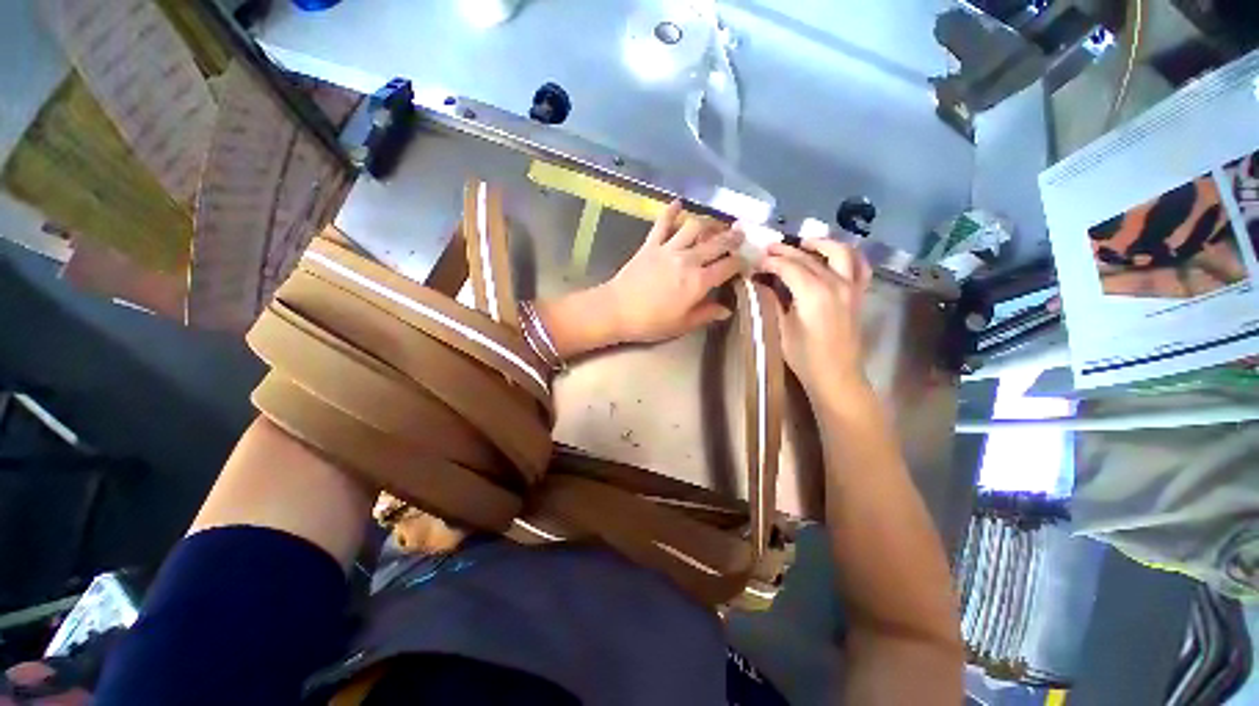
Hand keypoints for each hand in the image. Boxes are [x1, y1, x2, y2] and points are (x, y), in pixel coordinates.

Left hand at [605, 200, 743, 343]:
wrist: (617, 310)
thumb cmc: (651, 322)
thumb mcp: (683, 325)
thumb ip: (706, 314)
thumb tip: (726, 309)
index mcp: (699, 282)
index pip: (728, 266)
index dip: (741, 262)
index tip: (746, 261)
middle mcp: (688, 260)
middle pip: (717, 243)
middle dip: (732, 237)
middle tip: (740, 233)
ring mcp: (668, 249)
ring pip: (694, 226)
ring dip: (708, 222)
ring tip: (715, 223)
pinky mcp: (650, 244)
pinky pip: (662, 223)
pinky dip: (671, 211)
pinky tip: (678, 203)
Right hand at [758, 239, 871, 395]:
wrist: (836, 376)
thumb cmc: (804, 356)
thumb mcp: (781, 329)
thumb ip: (773, 301)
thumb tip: (762, 283)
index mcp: (813, 293)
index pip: (789, 266)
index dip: (770, 262)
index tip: (755, 262)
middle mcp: (836, 283)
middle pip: (810, 257)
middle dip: (787, 250)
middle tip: (769, 248)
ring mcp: (852, 287)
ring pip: (841, 252)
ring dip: (821, 244)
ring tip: (804, 243)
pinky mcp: (859, 295)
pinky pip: (860, 266)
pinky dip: (849, 256)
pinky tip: (835, 256)